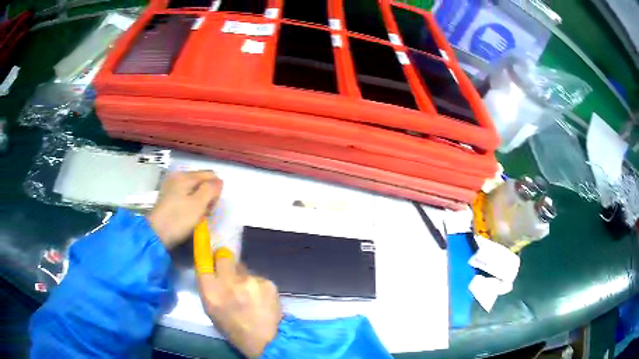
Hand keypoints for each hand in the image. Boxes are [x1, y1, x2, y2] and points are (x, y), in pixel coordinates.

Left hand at [147, 171, 222, 248]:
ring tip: (197, 216)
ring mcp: (171, 187)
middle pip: (202, 182)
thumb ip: (211, 190)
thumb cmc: (178, 219)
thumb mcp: (198, 204)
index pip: (210, 175)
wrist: (155, 234)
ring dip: (200, 202)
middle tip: (205, 213)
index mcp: (185, 176)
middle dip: (208, 196)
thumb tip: (220, 181)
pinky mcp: (168, 198)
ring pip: (195, 190)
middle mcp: (178, 177)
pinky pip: (186, 196)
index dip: (215, 190)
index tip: (211, 206)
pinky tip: (188, 215)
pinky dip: (191, 204)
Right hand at [198, 250, 281, 357]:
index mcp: (210, 291)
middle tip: (230, 274)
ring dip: (243, 277)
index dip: (203, 242)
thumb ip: (209, 286)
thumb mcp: (212, 309)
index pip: (203, 259)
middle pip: (225, 255)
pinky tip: (261, 299)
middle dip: (226, 260)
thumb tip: (212, 268)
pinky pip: (258, 278)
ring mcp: (250, 280)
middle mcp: (228, 282)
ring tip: (249, 295)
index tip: (204, 227)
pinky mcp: (267, 282)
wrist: (266, 340)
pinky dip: (257, 286)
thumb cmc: (233, 328)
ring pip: (243, 268)